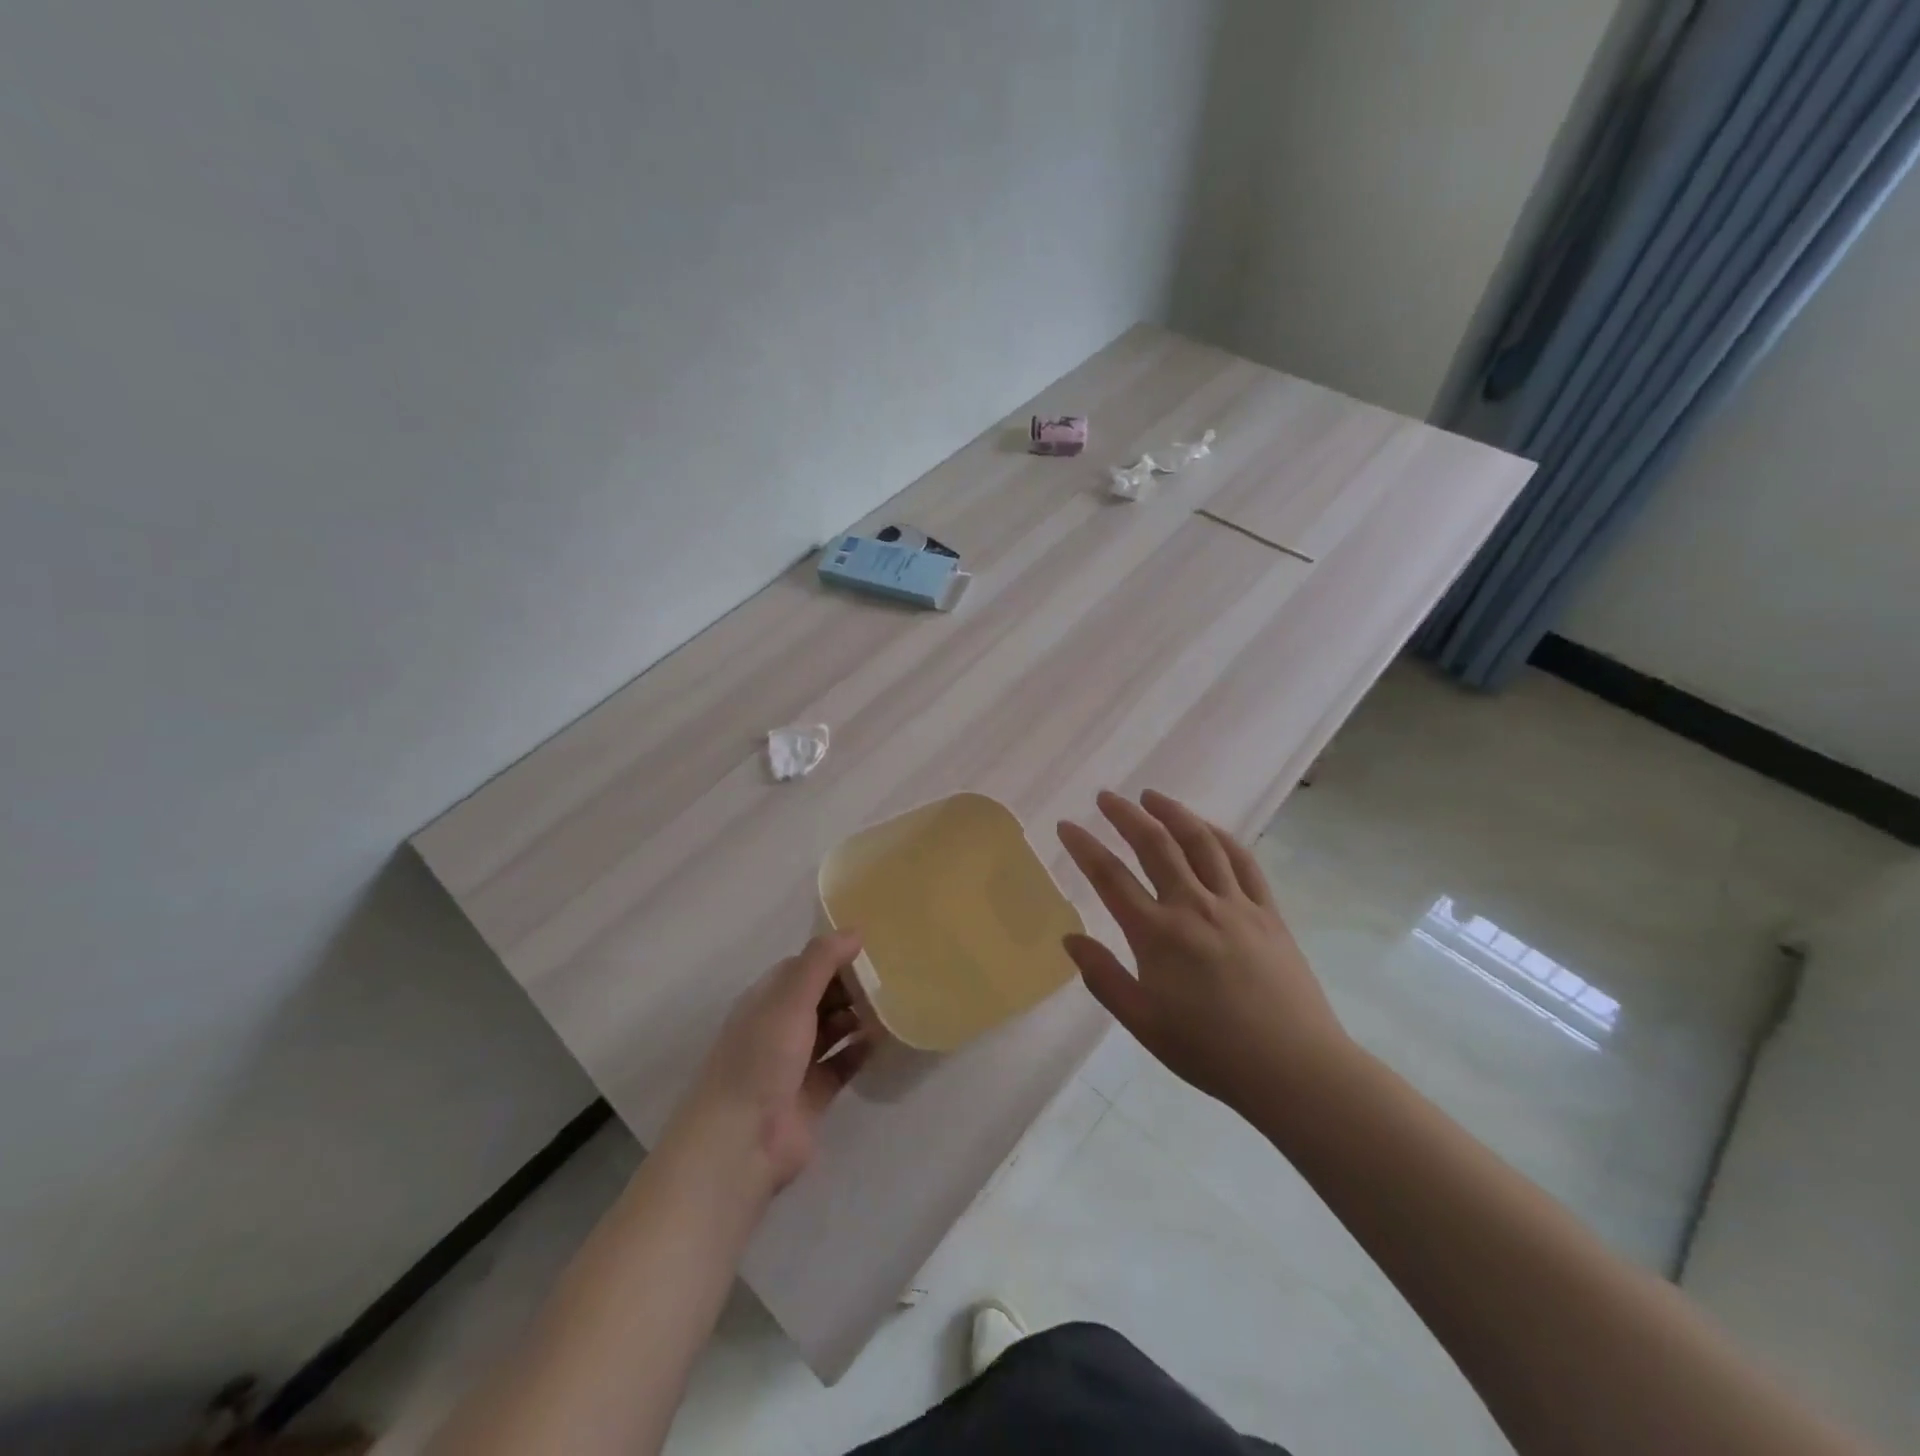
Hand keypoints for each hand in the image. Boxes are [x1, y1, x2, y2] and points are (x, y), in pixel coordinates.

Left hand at [668, 931, 871, 1195]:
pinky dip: (861, 1051)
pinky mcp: (813, 1095)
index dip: (833, 956)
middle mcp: (778, 1028)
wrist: (741, 1143)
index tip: (871, 947)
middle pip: (820, 997)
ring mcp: (795, 1063)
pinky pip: (843, 1064)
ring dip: (858, 1017)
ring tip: (894, 1003)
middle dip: (850, 987)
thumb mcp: (789, 999)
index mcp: (765, 1001)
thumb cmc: (761, 1058)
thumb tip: (855, 931)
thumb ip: (821, 962)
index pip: (802, 968)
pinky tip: (886, 1039)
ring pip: (832, 1030)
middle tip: (892, 975)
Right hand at [1057, 790, 1349, 1113]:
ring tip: (1152, 796)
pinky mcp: (1268, 912)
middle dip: (1125, 815)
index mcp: (1157, 935)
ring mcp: (1235, 904)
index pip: (1110, 877)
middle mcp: (1193, 906)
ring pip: (1200, 842)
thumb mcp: (1143, 1023)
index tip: (1066, 825)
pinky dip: (1220, 837)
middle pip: (1154, 845)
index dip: (1084, 847)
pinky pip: (1242, 861)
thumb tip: (1070, 939)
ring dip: (1173, 813)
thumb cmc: (1210, 1051)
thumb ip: (1103, 977)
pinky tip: (1207, 828)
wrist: (1293, 1069)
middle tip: (1106, 797)